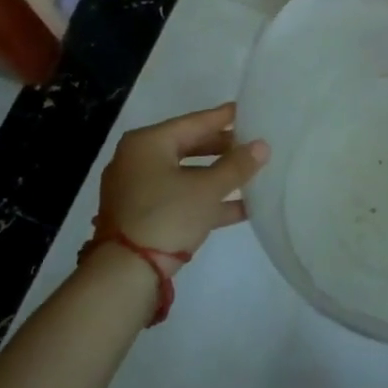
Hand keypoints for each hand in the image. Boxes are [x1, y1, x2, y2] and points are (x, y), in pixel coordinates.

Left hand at [96, 104, 268, 275]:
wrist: (124, 276)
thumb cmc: (166, 216)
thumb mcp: (207, 189)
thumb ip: (236, 166)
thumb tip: (262, 146)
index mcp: (147, 143)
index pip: (194, 122)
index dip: (223, 118)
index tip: (246, 110)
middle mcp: (137, 160)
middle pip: (188, 147)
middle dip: (222, 149)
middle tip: (251, 144)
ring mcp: (137, 191)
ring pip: (185, 175)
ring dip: (217, 177)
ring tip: (250, 175)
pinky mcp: (141, 217)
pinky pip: (179, 198)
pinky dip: (204, 200)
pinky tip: (240, 208)